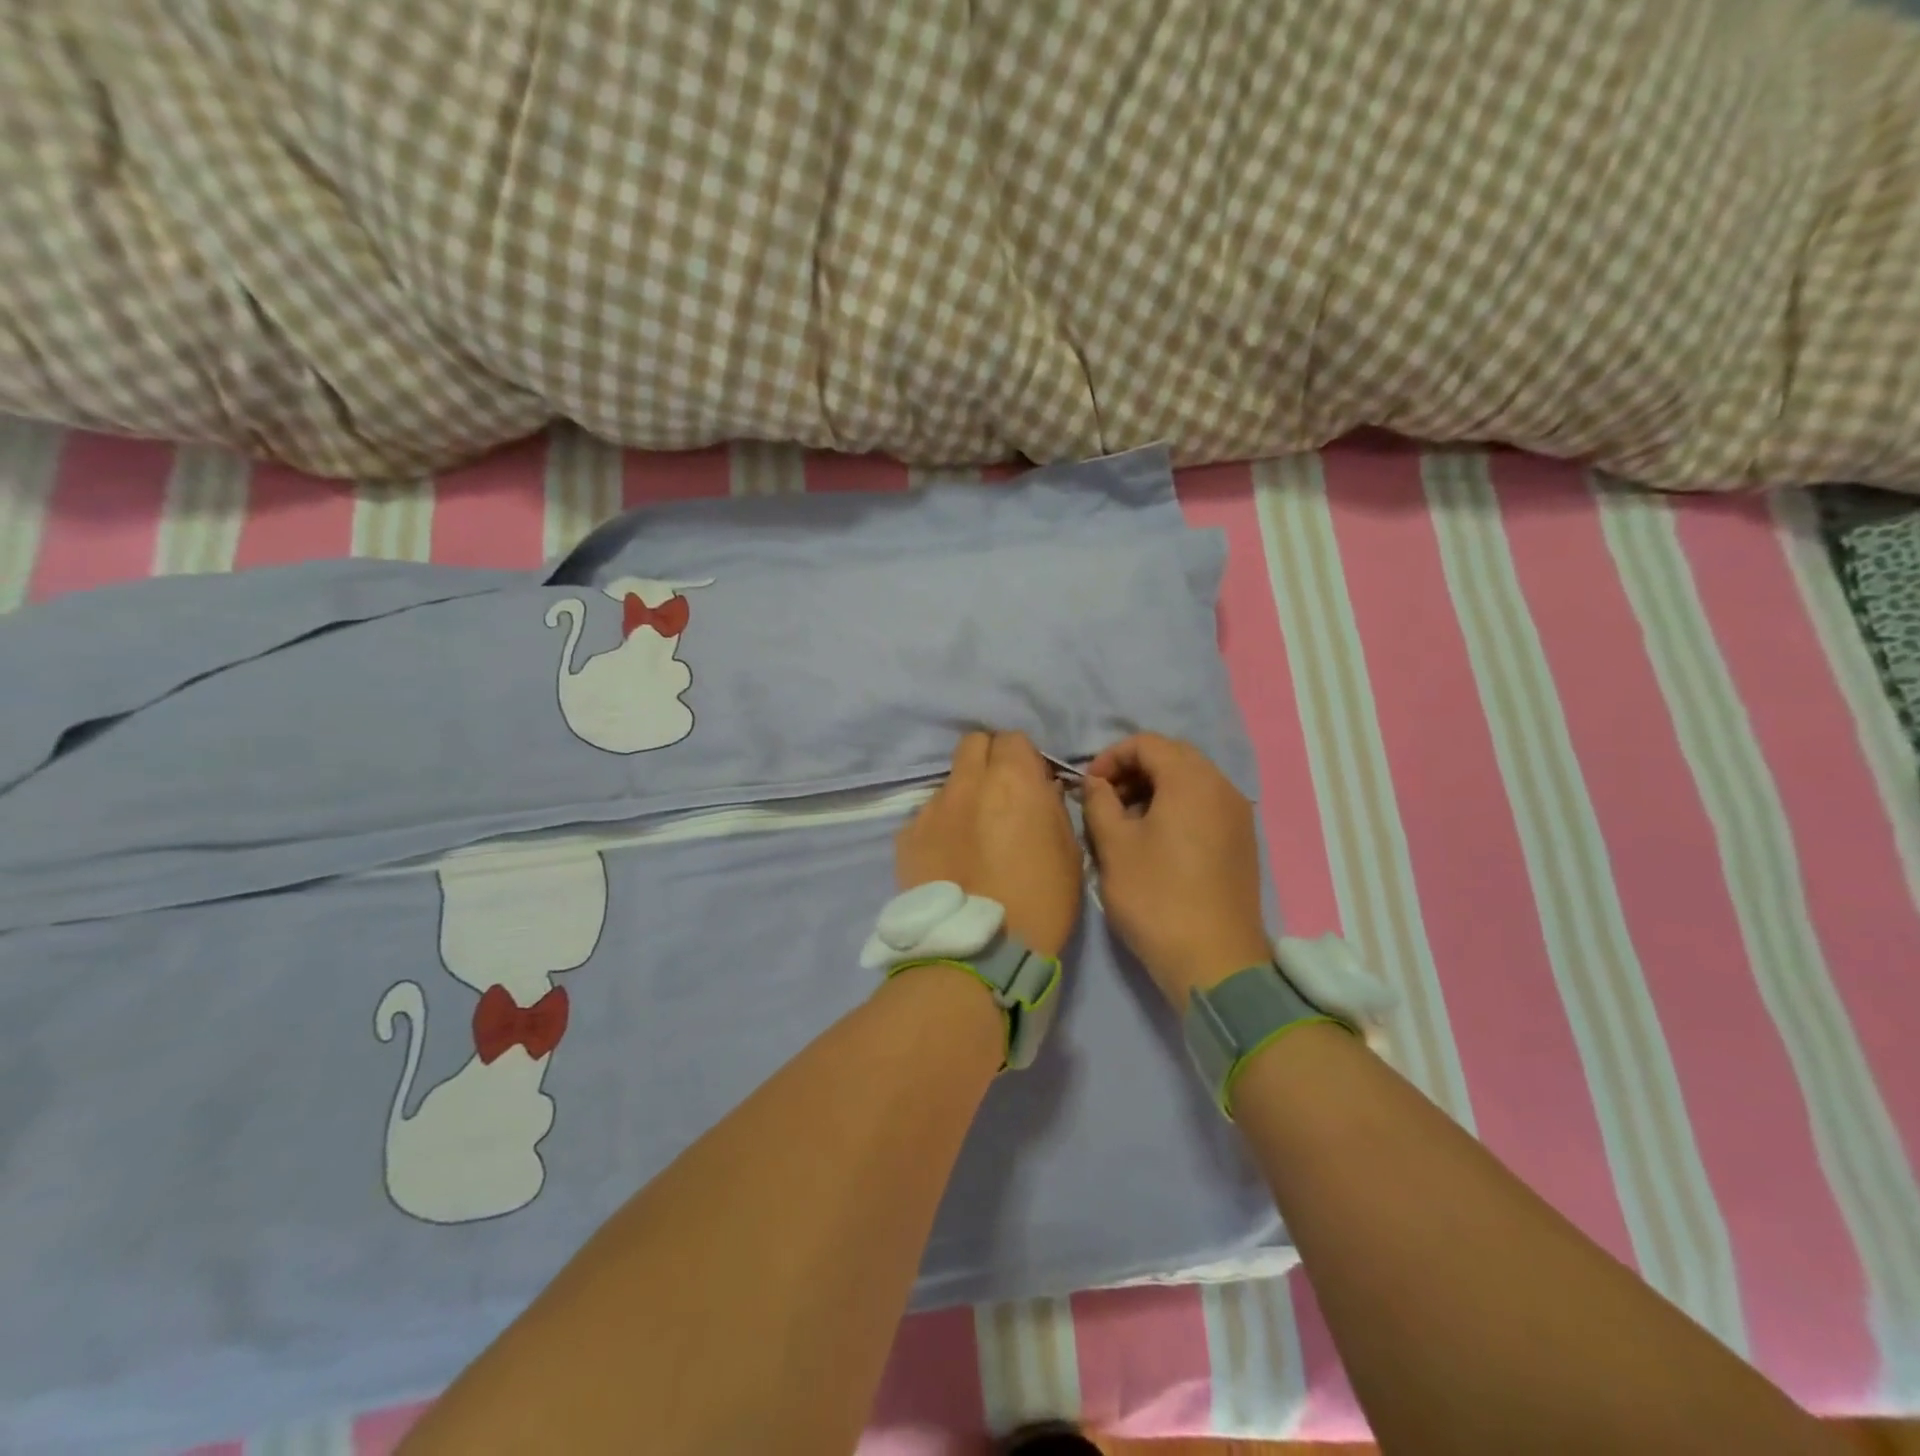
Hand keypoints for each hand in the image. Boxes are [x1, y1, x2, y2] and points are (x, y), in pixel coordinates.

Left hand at [895, 731, 1082, 958]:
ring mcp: (931, 808)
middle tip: (1000, 794)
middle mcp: (967, 783)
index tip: (1029, 783)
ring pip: (949, 782)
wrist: (977, 950)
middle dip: (988, 759)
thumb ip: (1051, 807)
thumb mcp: (1068, 851)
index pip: (1013, 738)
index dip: (1023, 758)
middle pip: (973, 744)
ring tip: (971, 834)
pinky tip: (948, 859)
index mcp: (1012, 779)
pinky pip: (927, 816)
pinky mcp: (907, 836)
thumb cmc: (1040, 901)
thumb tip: (1039, 789)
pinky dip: (940, 827)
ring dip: (963, 795)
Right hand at [1082, 733, 1271, 1005]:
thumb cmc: (1157, 897)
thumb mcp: (1114, 846)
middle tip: (1105, 800)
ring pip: (1190, 781)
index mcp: (1192, 780)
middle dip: (1133, 770)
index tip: (1089, 786)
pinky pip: (1204, 805)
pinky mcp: (1241, 841)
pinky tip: (1154, 839)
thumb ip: (1099, 803)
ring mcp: (1237, 815)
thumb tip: (1097, 784)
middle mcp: (1222, 787)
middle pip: (1172, 757)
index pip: (1147, 743)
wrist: (1215, 962)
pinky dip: (1175, 807)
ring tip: (1125, 821)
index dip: (1111, 756)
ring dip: (1153, 789)